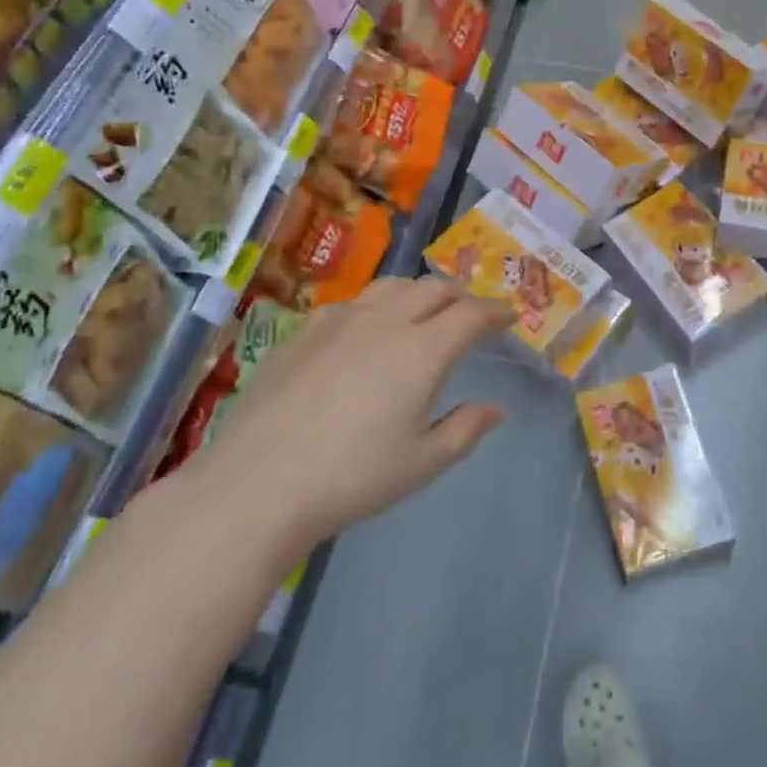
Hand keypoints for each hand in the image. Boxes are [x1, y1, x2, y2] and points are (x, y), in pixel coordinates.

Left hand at [201, 278, 514, 554]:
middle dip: (460, 296)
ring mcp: (340, 319)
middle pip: (434, 289)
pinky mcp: (304, 329)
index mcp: (423, 350)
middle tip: (469, 314)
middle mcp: (386, 321)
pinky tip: (364, 330)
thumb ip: (464, 430)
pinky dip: (375, 306)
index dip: (495, 311)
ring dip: (418, 292)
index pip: (472, 314)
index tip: (508, 316)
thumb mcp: (421, 463)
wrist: (259, 481)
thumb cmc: (352, 477)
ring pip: (391, 286)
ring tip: (422, 311)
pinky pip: (351, 303)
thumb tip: (495, 409)